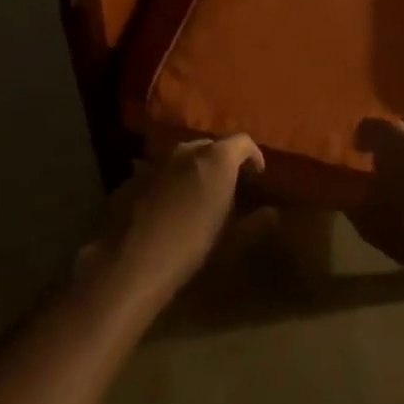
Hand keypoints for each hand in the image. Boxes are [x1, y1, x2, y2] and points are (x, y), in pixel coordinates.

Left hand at [83, 136, 264, 310]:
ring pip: (184, 157)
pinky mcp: (134, 177)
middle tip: (230, 188)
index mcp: (217, 158)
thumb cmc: (190, 247)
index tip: (257, 176)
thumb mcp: (232, 240)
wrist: (130, 262)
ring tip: (199, 197)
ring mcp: (157, 160)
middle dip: (224, 163)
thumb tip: (273, 213)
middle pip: (212, 146)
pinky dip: (171, 182)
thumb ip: (256, 223)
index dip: (253, 156)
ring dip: (195, 171)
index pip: (243, 142)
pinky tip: (168, 209)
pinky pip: (161, 172)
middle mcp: (187, 149)